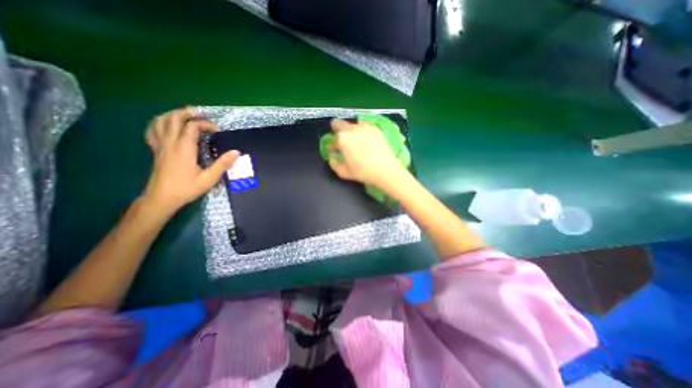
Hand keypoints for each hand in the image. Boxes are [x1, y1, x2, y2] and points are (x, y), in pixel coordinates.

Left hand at [142, 107, 239, 215]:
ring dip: (172, 114)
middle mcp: (170, 143)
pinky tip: (166, 126)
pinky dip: (159, 124)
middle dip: (187, 113)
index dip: (206, 124)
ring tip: (184, 115)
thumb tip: (236, 152)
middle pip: (173, 118)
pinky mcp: (155, 151)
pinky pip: (152, 131)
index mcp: (184, 148)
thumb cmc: (186, 189)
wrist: (161, 199)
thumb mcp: (209, 179)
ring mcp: (160, 146)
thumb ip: (223, 164)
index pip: (192, 126)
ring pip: (160, 122)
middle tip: (200, 114)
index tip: (217, 131)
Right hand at [328, 118, 406, 188]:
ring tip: (357, 142)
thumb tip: (332, 155)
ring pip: (352, 125)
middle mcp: (352, 128)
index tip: (334, 150)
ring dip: (351, 131)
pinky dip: (362, 131)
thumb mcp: (343, 172)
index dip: (332, 145)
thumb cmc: (362, 172)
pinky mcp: (375, 128)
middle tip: (343, 142)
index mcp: (342, 138)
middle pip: (338, 123)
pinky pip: (364, 126)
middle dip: (338, 131)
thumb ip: (333, 162)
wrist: (385, 170)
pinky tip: (367, 141)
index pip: (332, 139)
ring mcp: (364, 126)